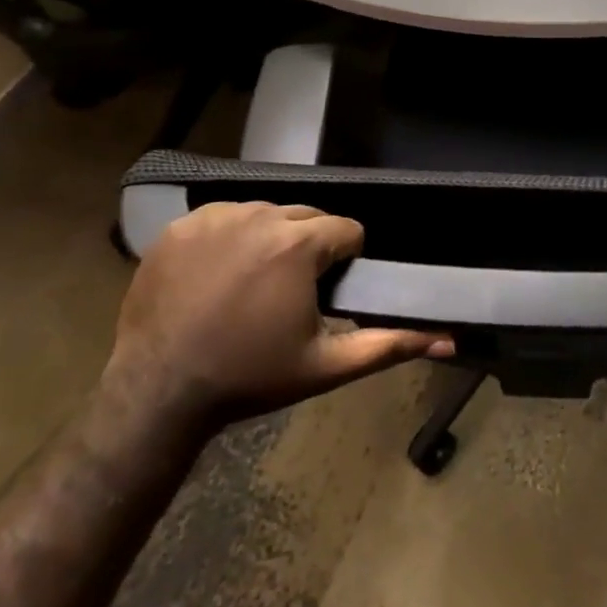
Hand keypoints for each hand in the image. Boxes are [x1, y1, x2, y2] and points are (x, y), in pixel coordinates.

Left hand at [103, 202, 451, 434]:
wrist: (158, 393)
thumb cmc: (250, 378)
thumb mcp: (326, 365)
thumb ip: (390, 345)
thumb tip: (448, 338)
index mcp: (299, 245)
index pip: (347, 230)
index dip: (344, 262)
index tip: (325, 293)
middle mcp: (259, 216)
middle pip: (307, 217)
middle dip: (309, 248)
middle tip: (290, 293)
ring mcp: (215, 217)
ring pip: (266, 213)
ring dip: (271, 239)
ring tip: (253, 285)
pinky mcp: (180, 226)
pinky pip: (223, 217)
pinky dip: (229, 237)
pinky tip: (218, 275)